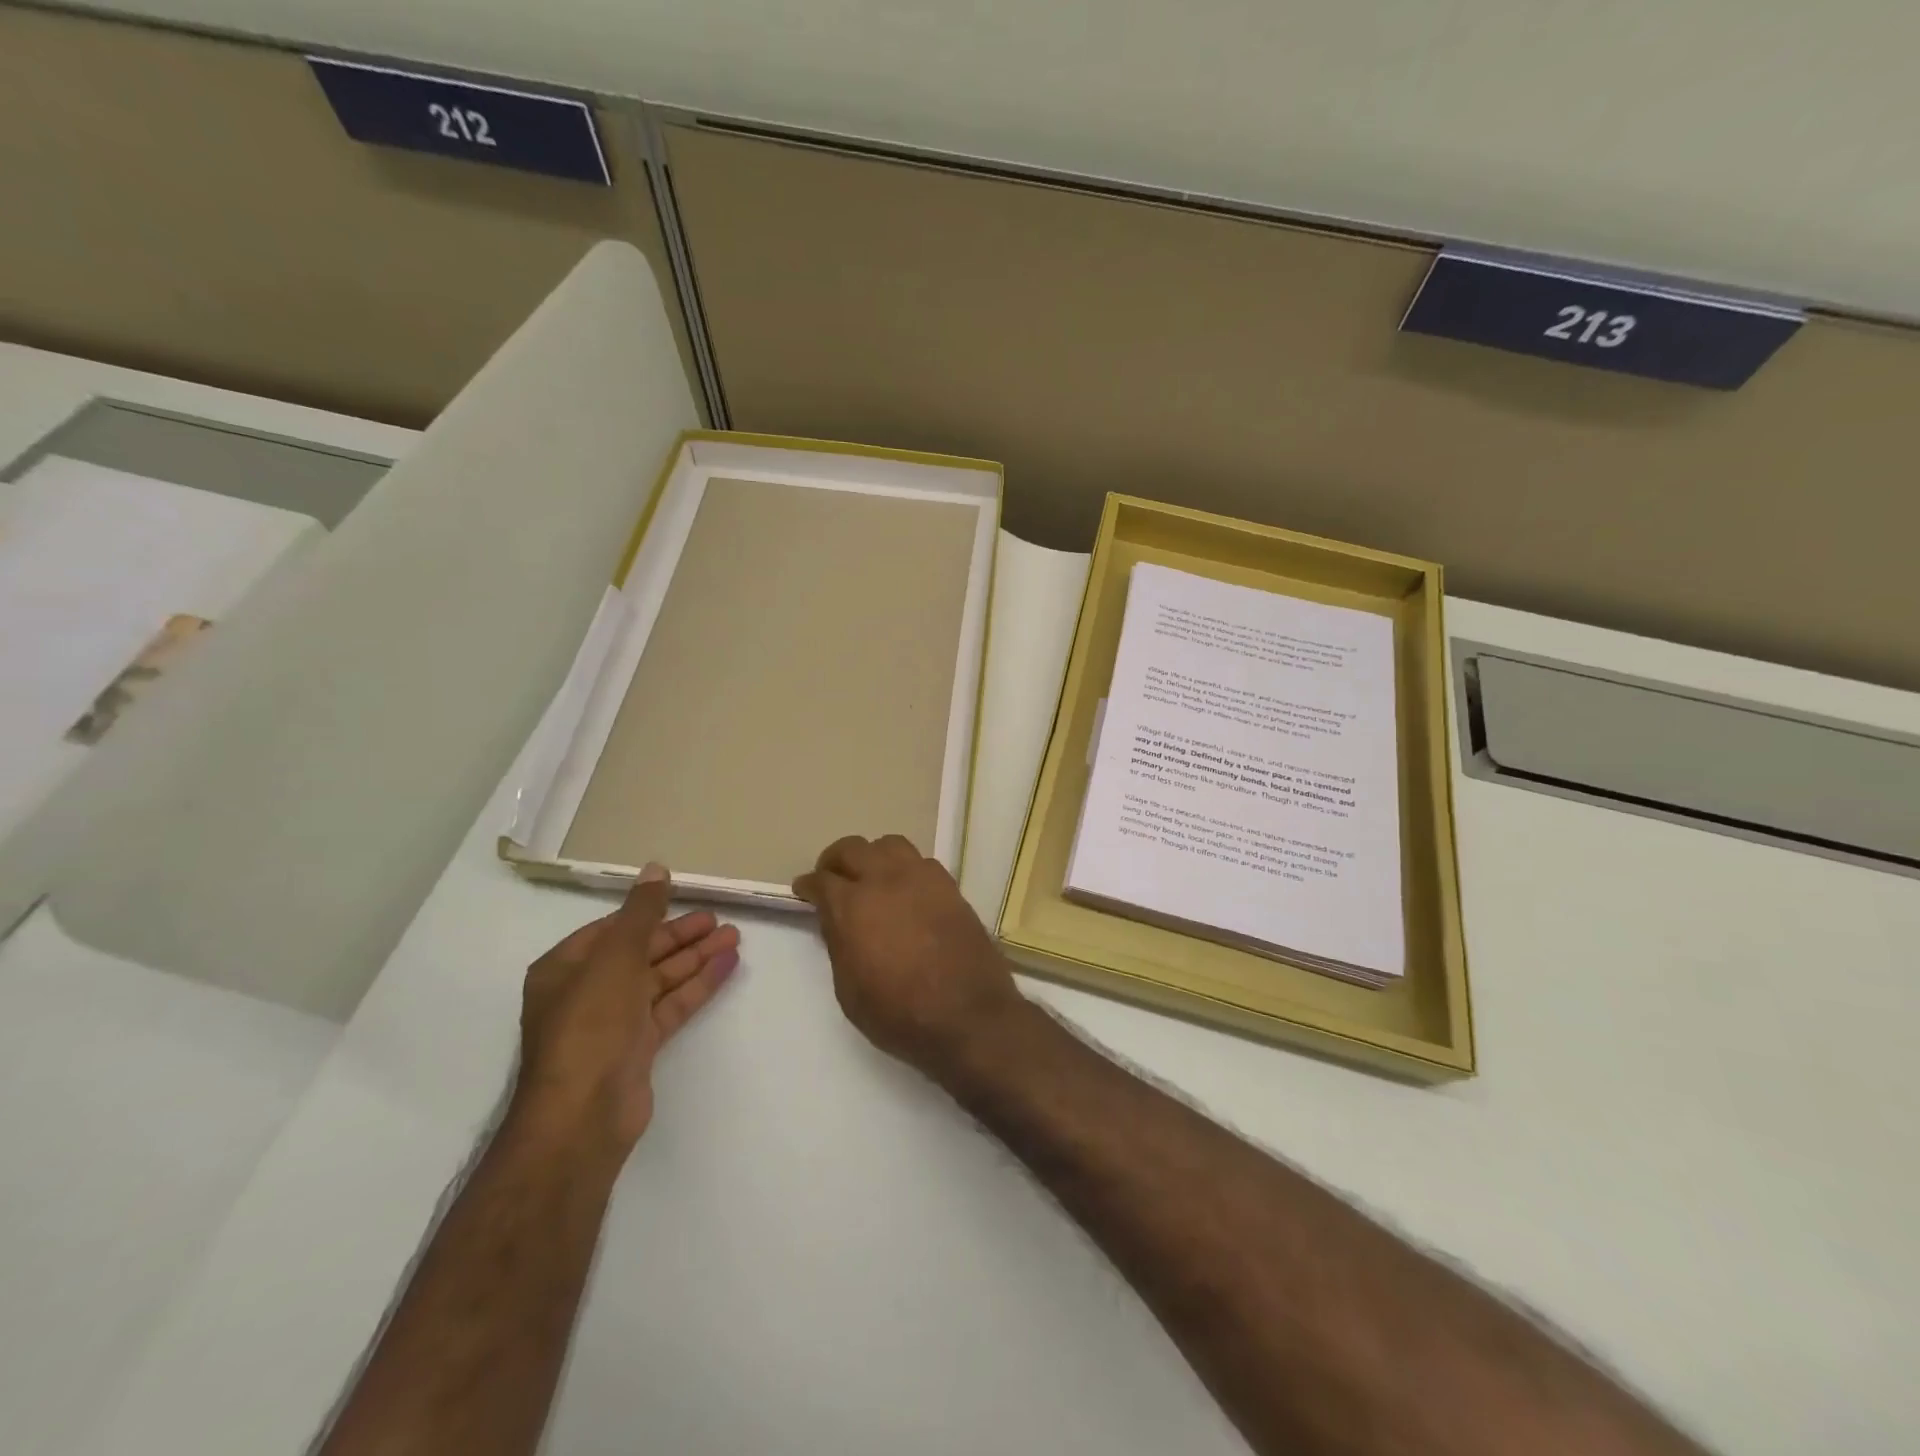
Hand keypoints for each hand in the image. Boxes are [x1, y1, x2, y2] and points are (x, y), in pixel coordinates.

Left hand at [512, 864, 739, 1157]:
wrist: (584, 1113)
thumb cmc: (591, 1024)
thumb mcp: (616, 957)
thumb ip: (641, 912)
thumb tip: (656, 868)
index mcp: (566, 968)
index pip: (613, 929)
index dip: (649, 912)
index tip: (685, 898)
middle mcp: (586, 991)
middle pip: (640, 953)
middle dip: (680, 936)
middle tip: (719, 920)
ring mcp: (613, 1021)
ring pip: (660, 979)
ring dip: (696, 958)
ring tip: (734, 937)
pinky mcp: (638, 1047)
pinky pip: (671, 1005)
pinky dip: (698, 985)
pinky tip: (728, 966)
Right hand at [793, 834, 1031, 1082]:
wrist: (968, 1015)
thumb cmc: (899, 1014)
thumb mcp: (849, 991)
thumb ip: (839, 945)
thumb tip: (837, 921)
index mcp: (852, 906)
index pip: (821, 880)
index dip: (808, 885)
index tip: (804, 891)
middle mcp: (884, 880)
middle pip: (852, 848)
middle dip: (835, 860)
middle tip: (832, 878)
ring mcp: (921, 878)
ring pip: (889, 844)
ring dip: (873, 856)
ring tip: (871, 877)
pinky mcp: (950, 886)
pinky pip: (921, 861)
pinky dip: (906, 868)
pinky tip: (907, 890)